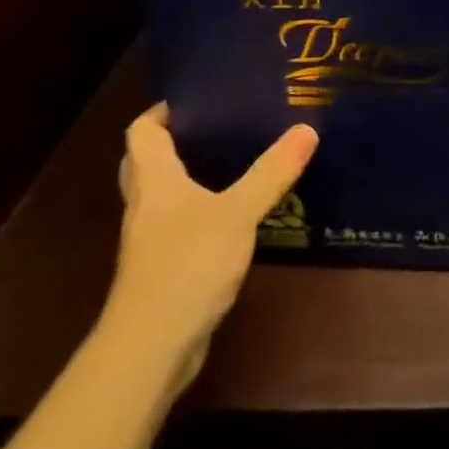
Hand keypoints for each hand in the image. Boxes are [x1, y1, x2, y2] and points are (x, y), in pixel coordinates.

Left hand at [104, 103, 317, 386]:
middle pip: (147, 163)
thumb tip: (306, 129)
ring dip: (189, 178)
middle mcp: (146, 207)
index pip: (142, 133)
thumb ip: (272, 172)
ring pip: (164, 197)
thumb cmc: (187, 266)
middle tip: (219, 126)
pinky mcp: (164, 272)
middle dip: (175, 142)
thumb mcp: (238, 213)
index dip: (163, 111)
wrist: (150, 349)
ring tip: (235, 161)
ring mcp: (151, 243)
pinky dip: (201, 213)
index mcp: (155, 183)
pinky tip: (236, 215)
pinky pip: (180, 228)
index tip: (199, 98)